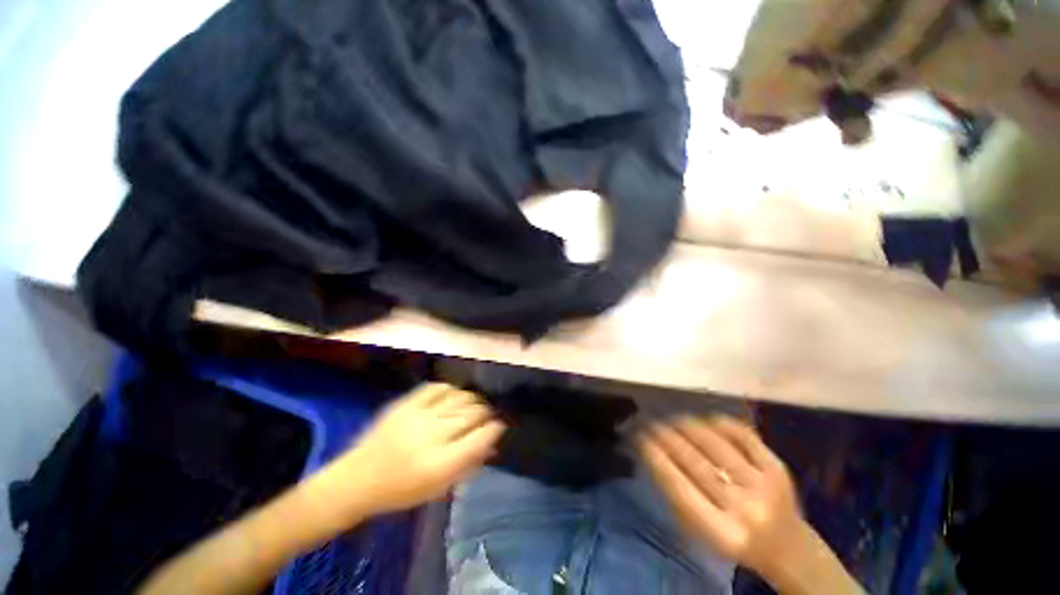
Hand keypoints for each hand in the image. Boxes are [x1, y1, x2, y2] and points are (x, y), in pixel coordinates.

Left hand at [321, 384, 504, 518]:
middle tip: (488, 415)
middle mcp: (432, 435)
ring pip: (459, 397)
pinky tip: (455, 395)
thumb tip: (492, 444)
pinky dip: (452, 389)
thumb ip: (468, 465)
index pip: (481, 437)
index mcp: (440, 463)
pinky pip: (438, 387)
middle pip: (472, 413)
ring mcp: (418, 415)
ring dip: (473, 399)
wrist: (358, 479)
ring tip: (475, 404)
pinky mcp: (406, 403)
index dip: (495, 428)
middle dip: (486, 413)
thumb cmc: (401, 491)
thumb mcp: (438, 489)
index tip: (499, 426)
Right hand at [638, 416, 804, 577]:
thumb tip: (655, 455)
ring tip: (673, 419)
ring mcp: (764, 485)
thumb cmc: (737, 540)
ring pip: (716, 445)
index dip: (658, 459)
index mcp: (722, 533)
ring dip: (688, 427)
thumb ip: (680, 499)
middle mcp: (744, 508)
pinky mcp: (778, 468)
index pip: (680, 488)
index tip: (641, 440)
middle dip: (668, 438)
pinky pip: (744, 436)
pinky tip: (705, 419)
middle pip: (696, 462)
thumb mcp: (704, 534)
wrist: (791, 550)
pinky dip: (721, 423)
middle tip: (652, 424)